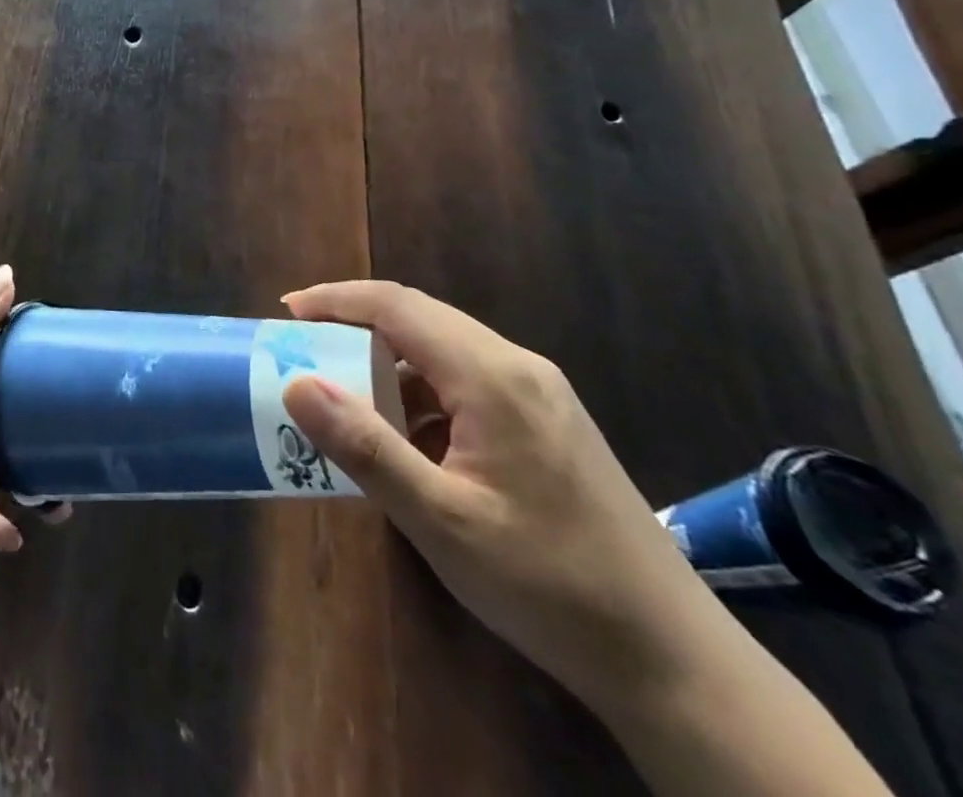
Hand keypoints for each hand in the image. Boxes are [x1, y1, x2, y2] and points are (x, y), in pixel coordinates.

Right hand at [280, 281, 725, 712]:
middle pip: (420, 318)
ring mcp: (540, 395)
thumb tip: (295, 384)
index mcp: (492, 377)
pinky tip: (406, 439)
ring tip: (344, 399)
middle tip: (303, 351)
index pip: (397, 306)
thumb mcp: (441, 519)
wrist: (676, 662)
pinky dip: (420, 393)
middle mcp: (518, 368)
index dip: (335, 299)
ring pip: (443, 350)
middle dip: (354, 326)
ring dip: (387, 362)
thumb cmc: (548, 584)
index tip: (287, 312)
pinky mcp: (548, 424)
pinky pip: (466, 382)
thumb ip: (365, 446)